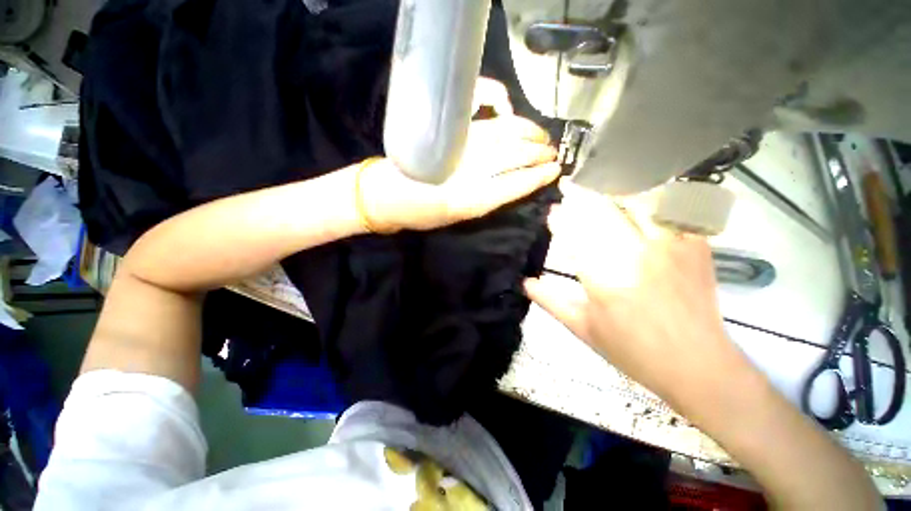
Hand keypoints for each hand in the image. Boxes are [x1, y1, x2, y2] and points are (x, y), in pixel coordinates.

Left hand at [357, 79, 559, 231]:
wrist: (386, 197)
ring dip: (526, 132)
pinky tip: (507, 109)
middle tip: (552, 151)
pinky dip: (497, 108)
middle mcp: (469, 172)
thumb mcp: (456, 219)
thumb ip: (484, 200)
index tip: (554, 170)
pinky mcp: (448, 134)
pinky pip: (479, 115)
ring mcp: (460, 148)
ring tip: (540, 135)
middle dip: (536, 153)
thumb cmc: (420, 213)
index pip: (514, 184)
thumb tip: (510, 183)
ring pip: (502, 134)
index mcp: (471, 201)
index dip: (536, 177)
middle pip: (513, 156)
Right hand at [524, 180, 741, 405]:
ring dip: (613, 192)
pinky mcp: (694, 245)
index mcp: (603, 276)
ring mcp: (669, 245)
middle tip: (571, 188)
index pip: (574, 234)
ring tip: (600, 188)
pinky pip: (670, 209)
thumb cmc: (631, 349)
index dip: (560, 219)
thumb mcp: (582, 327)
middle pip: (602, 209)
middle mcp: (635, 253)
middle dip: (581, 196)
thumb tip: (524, 282)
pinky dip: (650, 199)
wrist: (696, 365)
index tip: (551, 213)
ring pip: (636, 200)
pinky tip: (639, 200)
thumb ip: (550, 300)